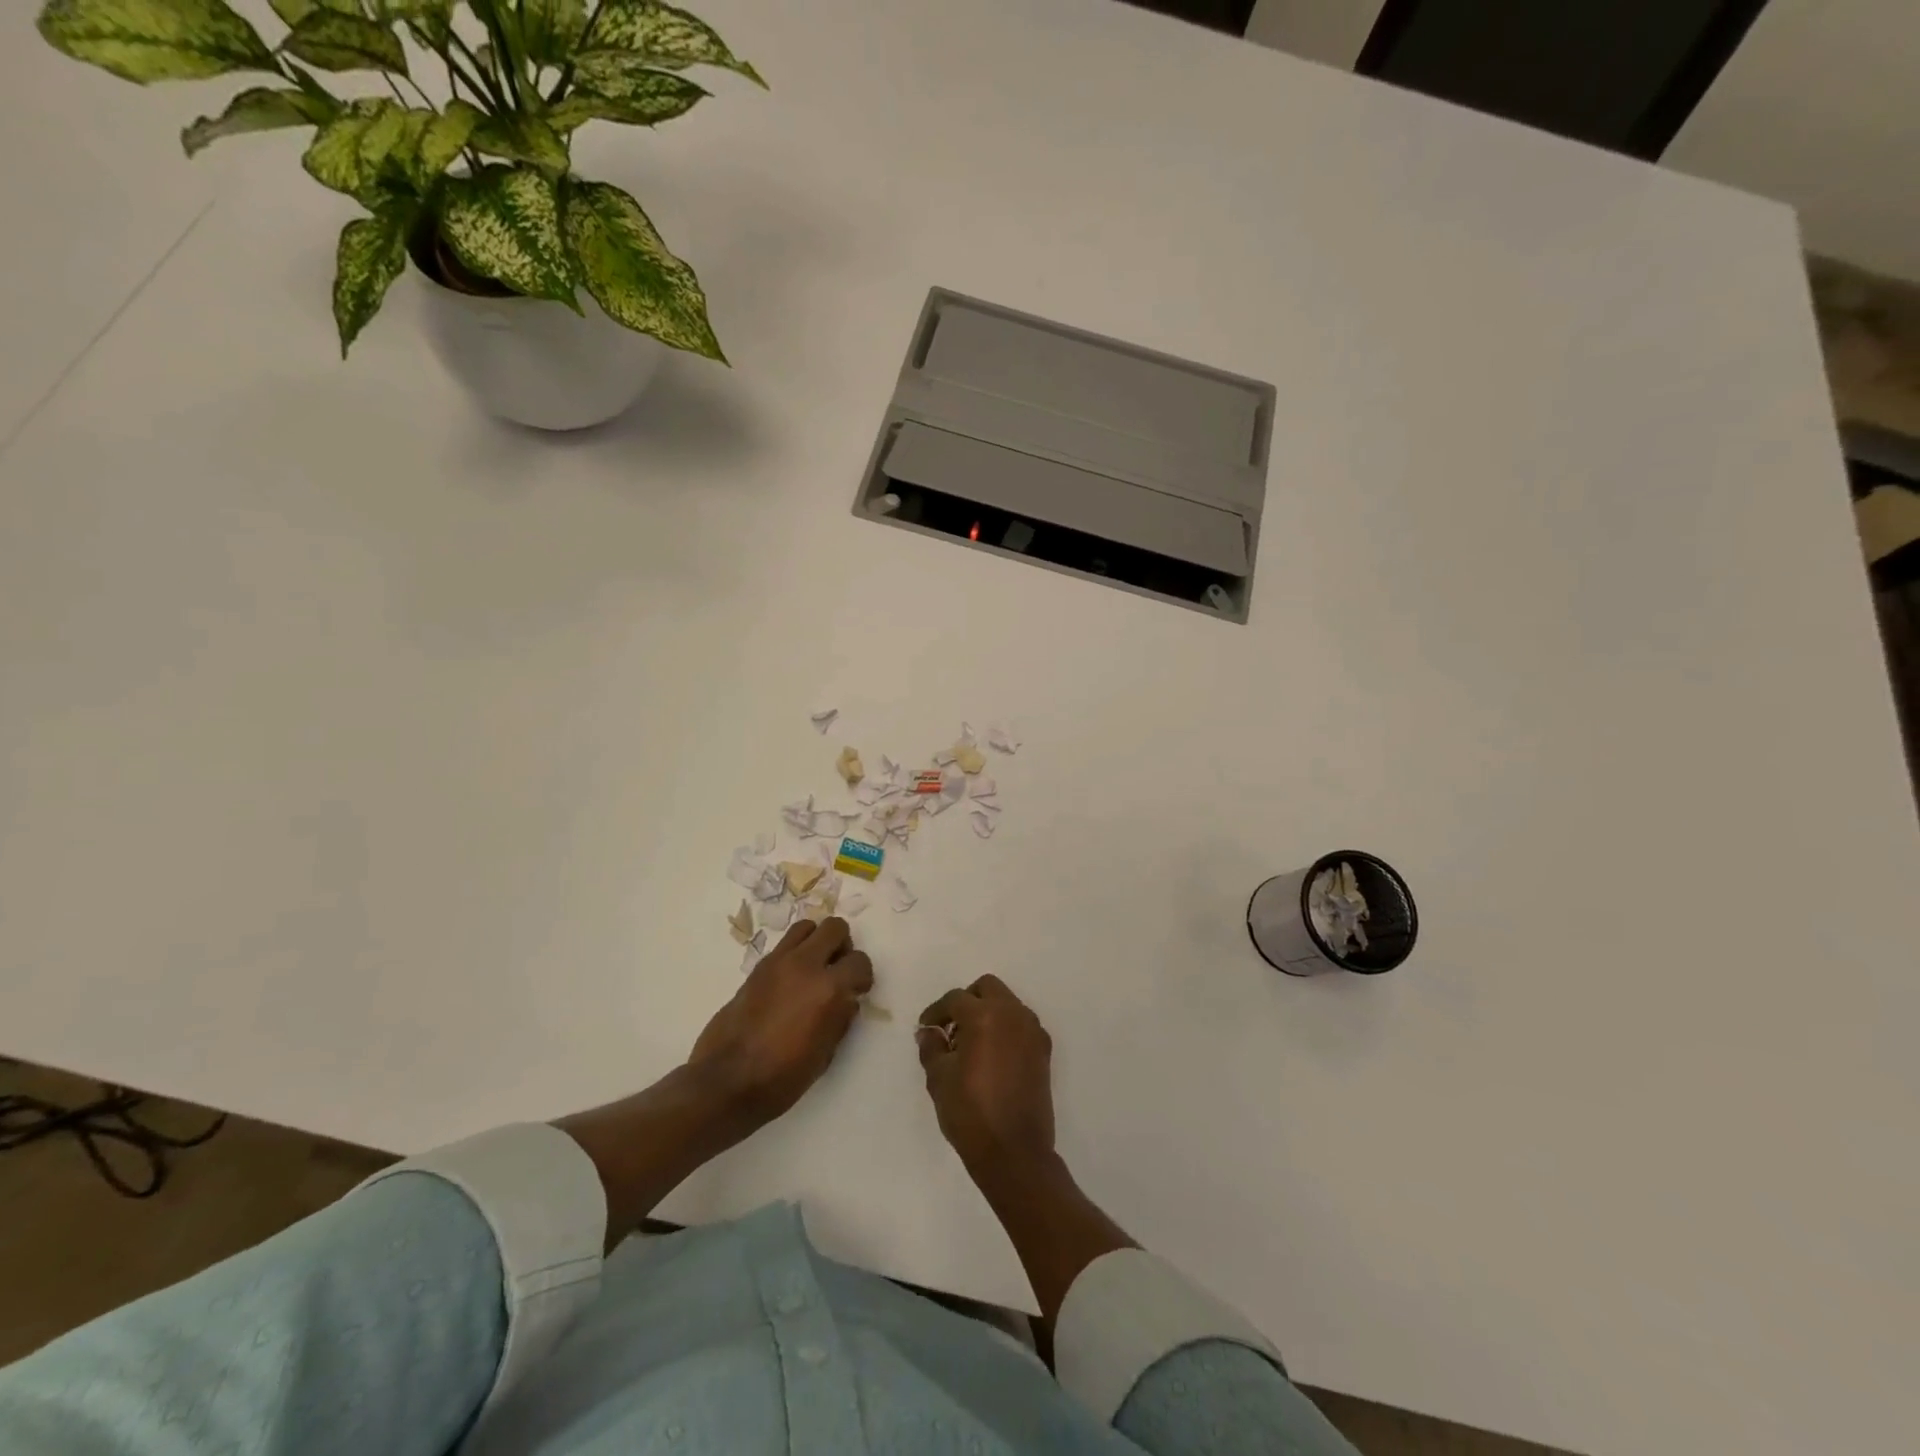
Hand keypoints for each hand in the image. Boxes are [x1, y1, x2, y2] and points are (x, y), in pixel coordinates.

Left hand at [688, 917, 873, 1127]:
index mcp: (828, 989)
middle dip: (842, 946)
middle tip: (837, 971)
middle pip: (834, 928)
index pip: (860, 961)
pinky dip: (794, 953)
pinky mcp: (757, 968)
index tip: (858, 990)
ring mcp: (777, 962)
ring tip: (814, 968)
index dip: (862, 976)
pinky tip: (790, 981)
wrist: (726, 1081)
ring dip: (816, 942)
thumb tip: (847, 999)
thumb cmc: (782, 1077)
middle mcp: (805, 965)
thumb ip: (841, 1018)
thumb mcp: (825, 1054)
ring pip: (806, 927)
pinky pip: (784, 945)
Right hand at [916, 975, 1056, 1182]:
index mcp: (985, 1016)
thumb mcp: (939, 1079)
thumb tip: (929, 1032)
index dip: (936, 1011)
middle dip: (966, 1001)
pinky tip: (992, 1056)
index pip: (955, 999)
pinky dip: (1006, 1029)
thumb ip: (932, 1047)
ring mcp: (1032, 1031)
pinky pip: (1021, 1024)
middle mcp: (1013, 1014)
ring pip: (1007, 1003)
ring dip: (988, 1013)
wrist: (1014, 1152)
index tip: (926, 1028)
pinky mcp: (1044, 1051)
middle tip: (951, 1028)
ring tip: (971, 1044)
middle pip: (987, 988)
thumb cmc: (970, 1113)